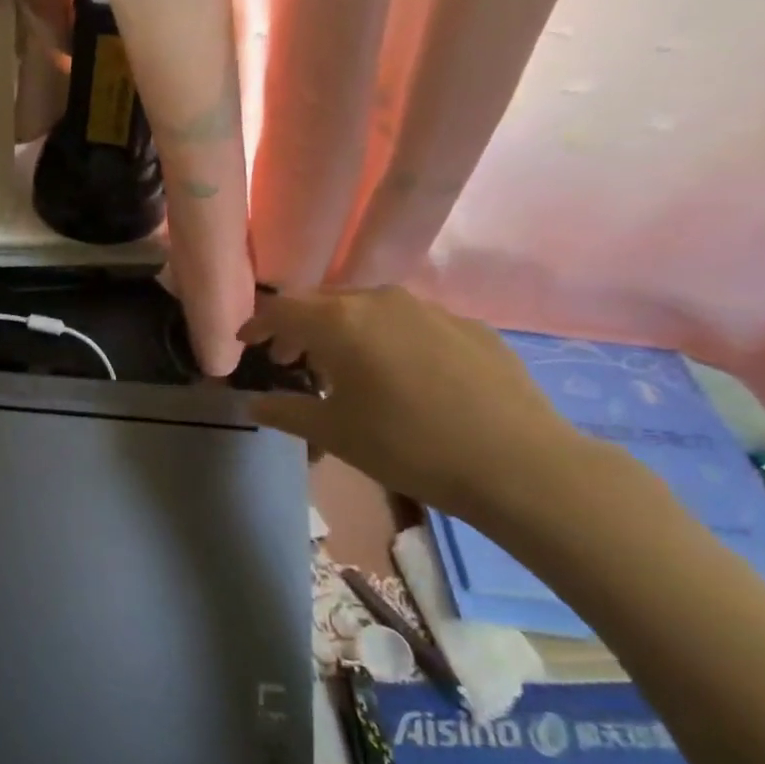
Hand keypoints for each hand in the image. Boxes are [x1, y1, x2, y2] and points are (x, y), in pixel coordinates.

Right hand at [239, 287, 590, 523]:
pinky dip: (388, 338)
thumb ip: (284, 410)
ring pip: (368, 308)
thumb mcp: (333, 432)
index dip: (257, 324)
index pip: (280, 309)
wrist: (518, 463)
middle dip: (299, 327)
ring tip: (343, 366)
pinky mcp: (468, 325)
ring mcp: (429, 308)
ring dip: (343, 330)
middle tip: (289, 359)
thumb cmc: (407, 445)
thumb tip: (254, 402)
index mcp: (340, 321)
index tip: (246, 344)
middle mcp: (380, 300)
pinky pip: (410, 322)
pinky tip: (400, 374)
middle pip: (323, 302)